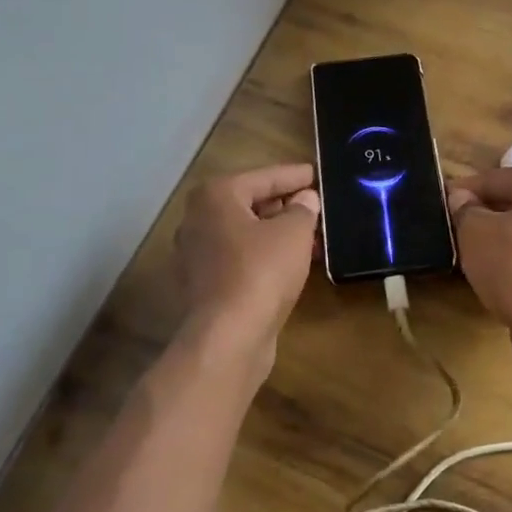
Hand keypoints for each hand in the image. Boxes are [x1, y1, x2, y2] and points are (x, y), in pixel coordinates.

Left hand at [173, 164, 319, 373]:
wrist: (228, 337)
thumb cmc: (261, 271)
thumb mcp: (294, 232)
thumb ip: (303, 209)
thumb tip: (304, 200)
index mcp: (215, 196)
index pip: (263, 177)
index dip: (293, 176)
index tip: (315, 174)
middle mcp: (197, 220)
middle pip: (249, 204)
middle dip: (284, 206)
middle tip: (315, 207)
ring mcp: (196, 256)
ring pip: (245, 234)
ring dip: (277, 234)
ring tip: (311, 237)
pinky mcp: (203, 286)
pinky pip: (240, 259)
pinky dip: (264, 257)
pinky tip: (292, 264)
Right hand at [446, 166, 511, 372]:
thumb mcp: (475, 231)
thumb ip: (464, 209)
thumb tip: (460, 199)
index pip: (494, 178)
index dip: (462, 192)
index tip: (437, 206)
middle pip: (511, 204)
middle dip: (480, 217)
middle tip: (449, 232)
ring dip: (495, 243)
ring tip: (465, 258)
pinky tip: (490, 281)